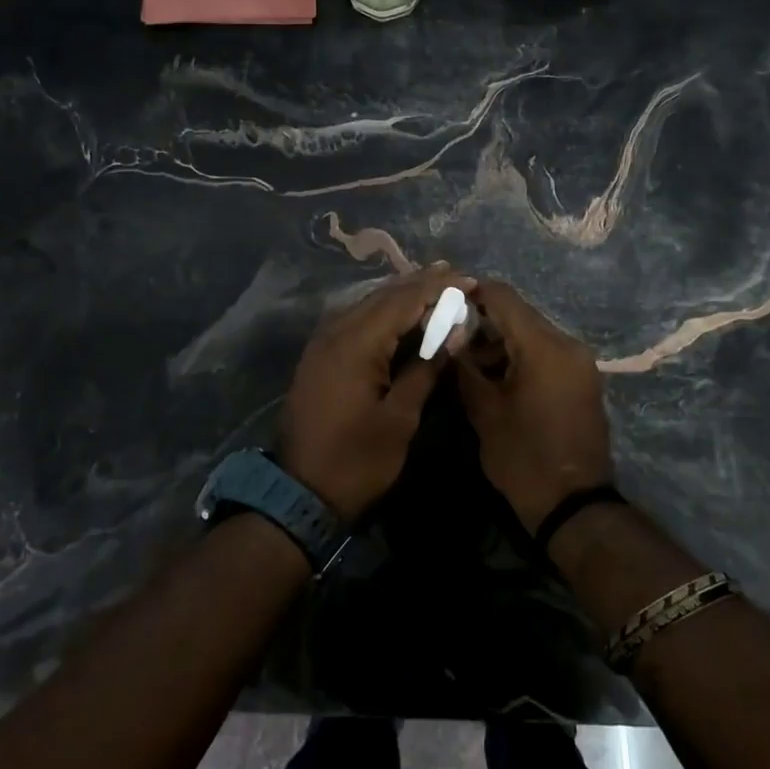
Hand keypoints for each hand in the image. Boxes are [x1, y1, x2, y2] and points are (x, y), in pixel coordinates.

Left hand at [278, 266, 473, 523]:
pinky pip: (355, 323)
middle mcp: (335, 333)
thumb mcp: (400, 418)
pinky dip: (382, 315)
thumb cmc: (358, 460)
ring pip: (366, 307)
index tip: (469, 279)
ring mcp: (322, 345)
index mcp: (356, 344)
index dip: (438, 288)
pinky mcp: (319, 359)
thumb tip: (455, 332)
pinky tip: (401, 316)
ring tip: (434, 285)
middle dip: (419, 284)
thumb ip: (426, 368)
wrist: (299, 494)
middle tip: (455, 274)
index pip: (403, 301)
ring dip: (400, 297)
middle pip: (382, 297)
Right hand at [455, 280, 614, 533]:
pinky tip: (496, 378)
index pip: (504, 297)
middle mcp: (568, 345)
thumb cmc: (524, 457)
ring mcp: (579, 363)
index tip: (443, 305)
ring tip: (468, 366)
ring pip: (532, 336)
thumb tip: (449, 338)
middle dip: (483, 323)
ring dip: (500, 343)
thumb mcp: (484, 412)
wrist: (574, 504)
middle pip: (519, 315)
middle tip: (449, 340)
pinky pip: (546, 355)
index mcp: (544, 346)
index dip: (471, 295)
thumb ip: (464, 367)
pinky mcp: (582, 381)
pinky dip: (520, 358)